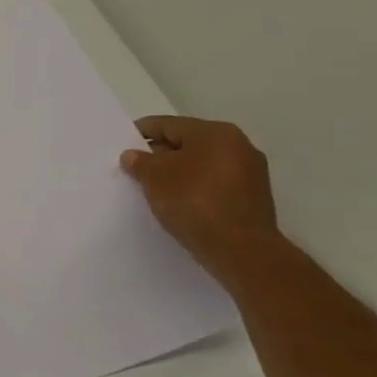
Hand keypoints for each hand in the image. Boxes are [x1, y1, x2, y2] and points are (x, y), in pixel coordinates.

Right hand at [120, 116, 280, 272]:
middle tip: (136, 169)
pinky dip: (196, 188)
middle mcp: (238, 146)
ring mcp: (251, 173)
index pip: (168, 125)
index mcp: (215, 133)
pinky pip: (215, 184)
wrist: (241, 251)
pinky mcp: (253, 198)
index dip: (141, 132)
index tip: (123, 144)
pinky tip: (180, 202)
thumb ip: (140, 162)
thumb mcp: (154, 178)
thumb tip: (133, 155)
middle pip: (188, 143)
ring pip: (203, 165)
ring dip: (179, 173)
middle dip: (161, 154)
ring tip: (155, 188)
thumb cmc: (194, 202)